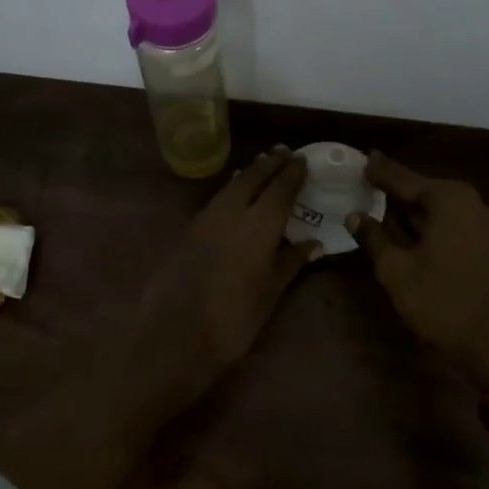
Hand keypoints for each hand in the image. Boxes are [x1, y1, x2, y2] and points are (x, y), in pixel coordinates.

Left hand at [145, 147, 322, 389]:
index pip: (280, 188)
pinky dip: (232, 189)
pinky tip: (237, 194)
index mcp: (258, 224)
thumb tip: (314, 242)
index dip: (292, 173)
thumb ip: (291, 261)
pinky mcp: (189, 229)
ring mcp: (206, 218)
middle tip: (284, 153)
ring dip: (250, 172)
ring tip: (264, 165)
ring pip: (231, 184)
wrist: (175, 335)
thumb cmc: (233, 318)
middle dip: (270, 163)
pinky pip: (217, 199)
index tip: (302, 160)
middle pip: (253, 176)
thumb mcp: (270, 292)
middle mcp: (232, 212)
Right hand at [349, 154, 488, 390]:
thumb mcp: (397, 270)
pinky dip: (430, 225)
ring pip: (439, 209)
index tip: (362, 159)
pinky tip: (410, 233)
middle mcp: (471, 201)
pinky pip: (452, 223)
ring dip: (412, 210)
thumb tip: (354, 215)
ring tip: (383, 207)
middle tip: (368, 183)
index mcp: (448, 198)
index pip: (403, 179)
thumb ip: (374, 237)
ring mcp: (485, 223)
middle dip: (396, 190)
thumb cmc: (442, 301)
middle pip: (423, 191)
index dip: (379, 172)